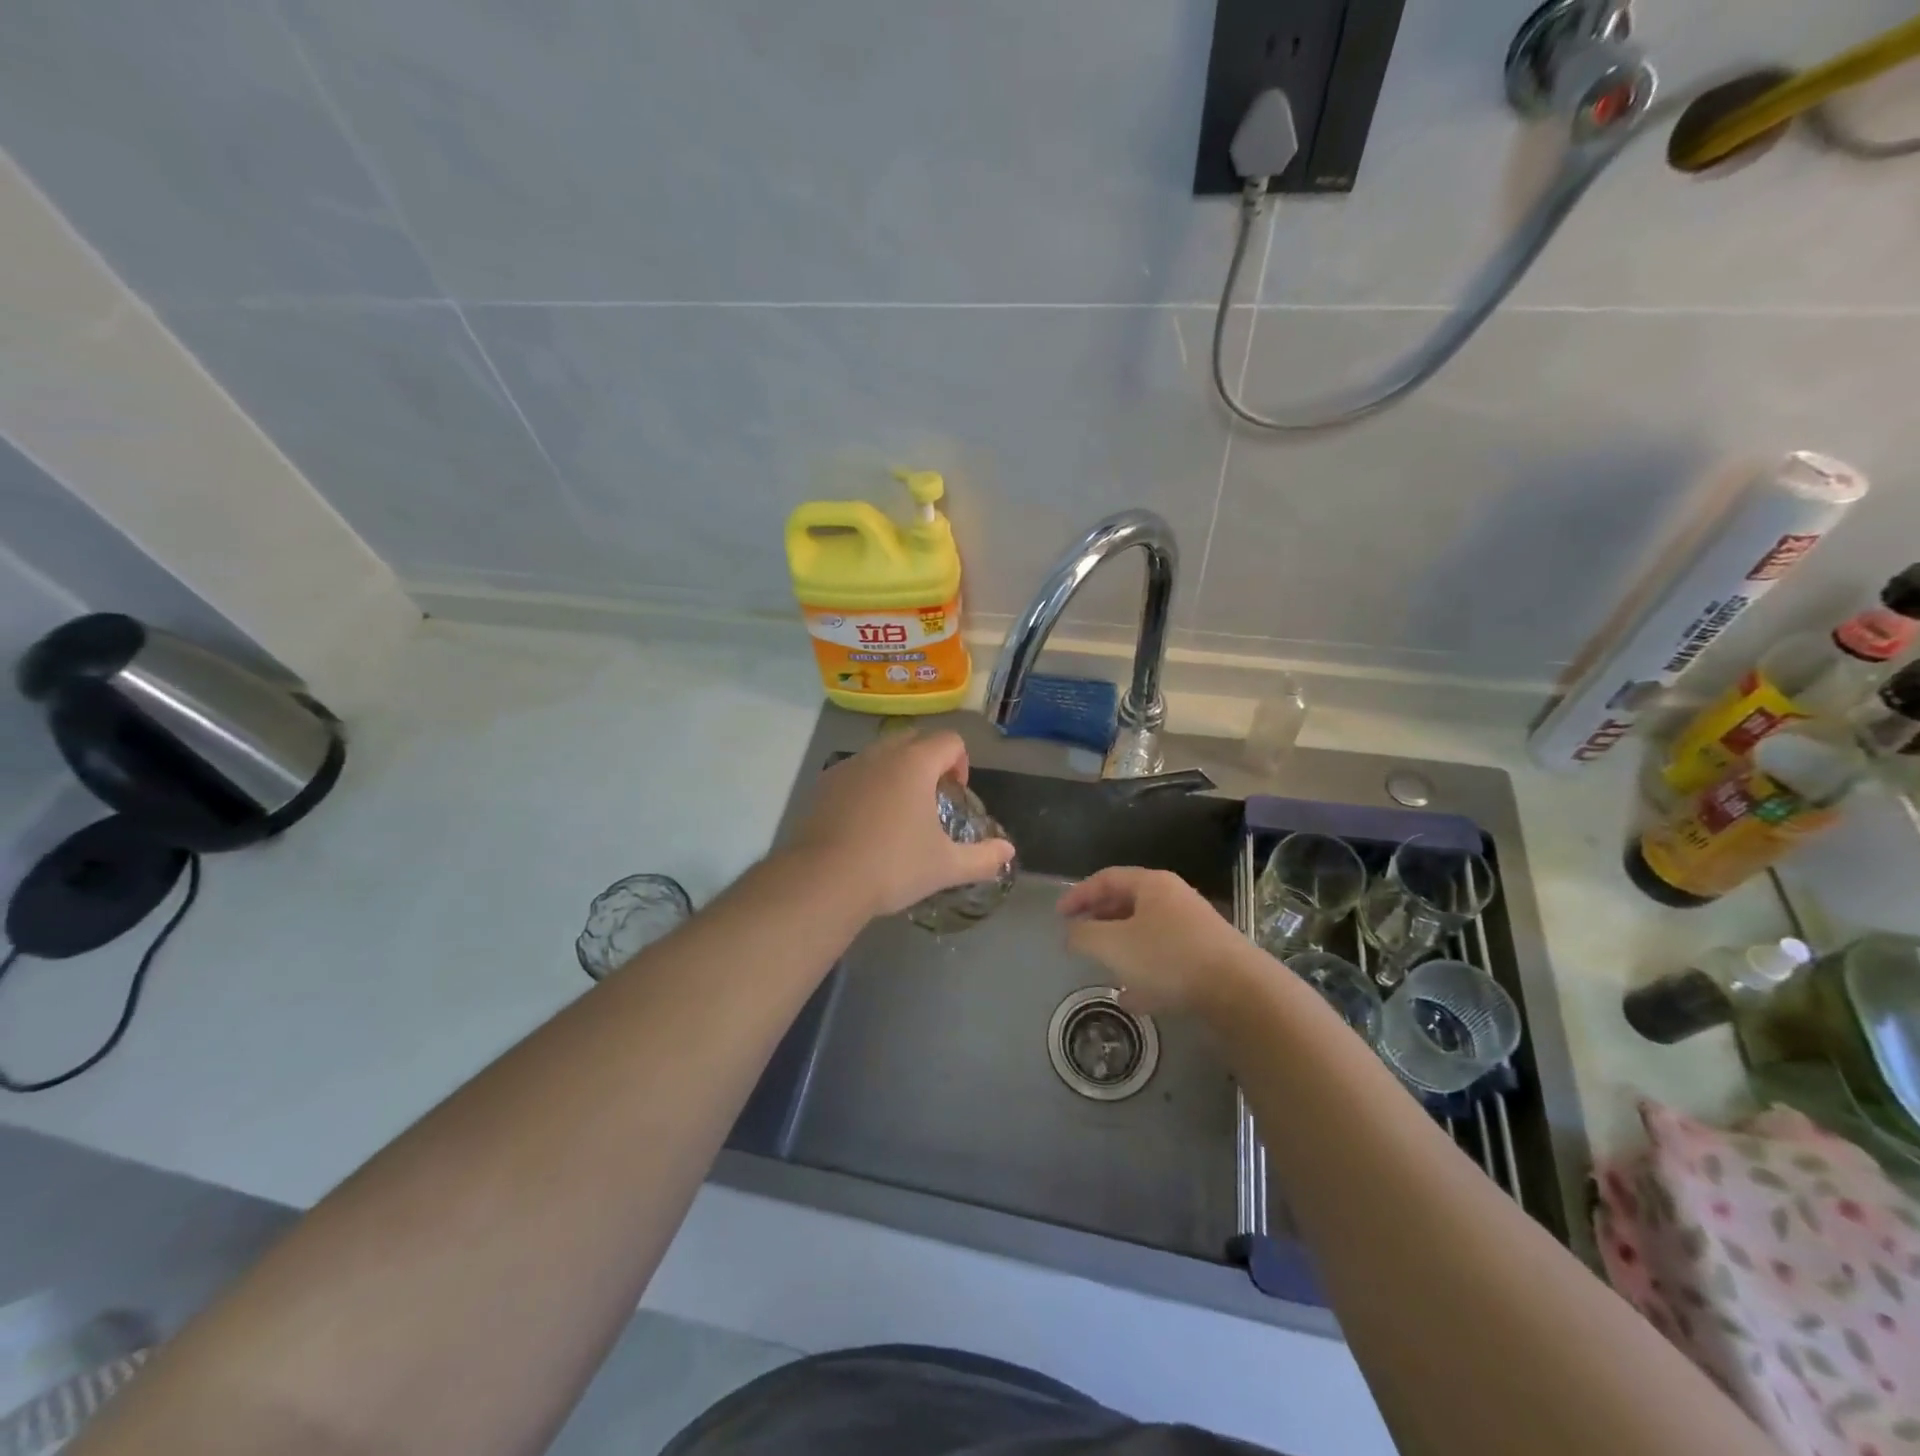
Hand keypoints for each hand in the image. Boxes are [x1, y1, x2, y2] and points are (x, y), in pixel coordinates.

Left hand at [789, 730, 1013, 919]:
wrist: (823, 881)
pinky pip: (855, 772)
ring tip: (899, 810)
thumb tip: (1008, 852)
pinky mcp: (823, 786)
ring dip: (896, 770)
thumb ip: (982, 857)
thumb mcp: (946, 866)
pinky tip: (866, 822)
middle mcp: (880, 755)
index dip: (961, 762)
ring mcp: (847, 767)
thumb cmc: (893, 866)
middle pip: (914, 739)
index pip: (949, 740)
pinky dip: (868, 785)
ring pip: (880, 753)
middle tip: (932, 798)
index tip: (956, 794)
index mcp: (914, 763)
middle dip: (929, 760)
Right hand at [1057, 867, 1257, 1015]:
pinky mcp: (1207, 960)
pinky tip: (1132, 999)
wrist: (1239, 992)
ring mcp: (1194, 930)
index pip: (1107, 878)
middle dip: (1100, 920)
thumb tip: (1071, 933)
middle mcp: (1174, 900)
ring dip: (1122, 948)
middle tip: (1079, 936)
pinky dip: (1144, 973)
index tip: (1059, 915)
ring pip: (1147, 933)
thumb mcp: (1113, 945)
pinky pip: (1165, 960)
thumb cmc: (1168, 957)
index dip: (1079, 894)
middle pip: (1128, 903)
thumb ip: (1084, 936)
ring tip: (1102, 967)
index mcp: (1152, 885)